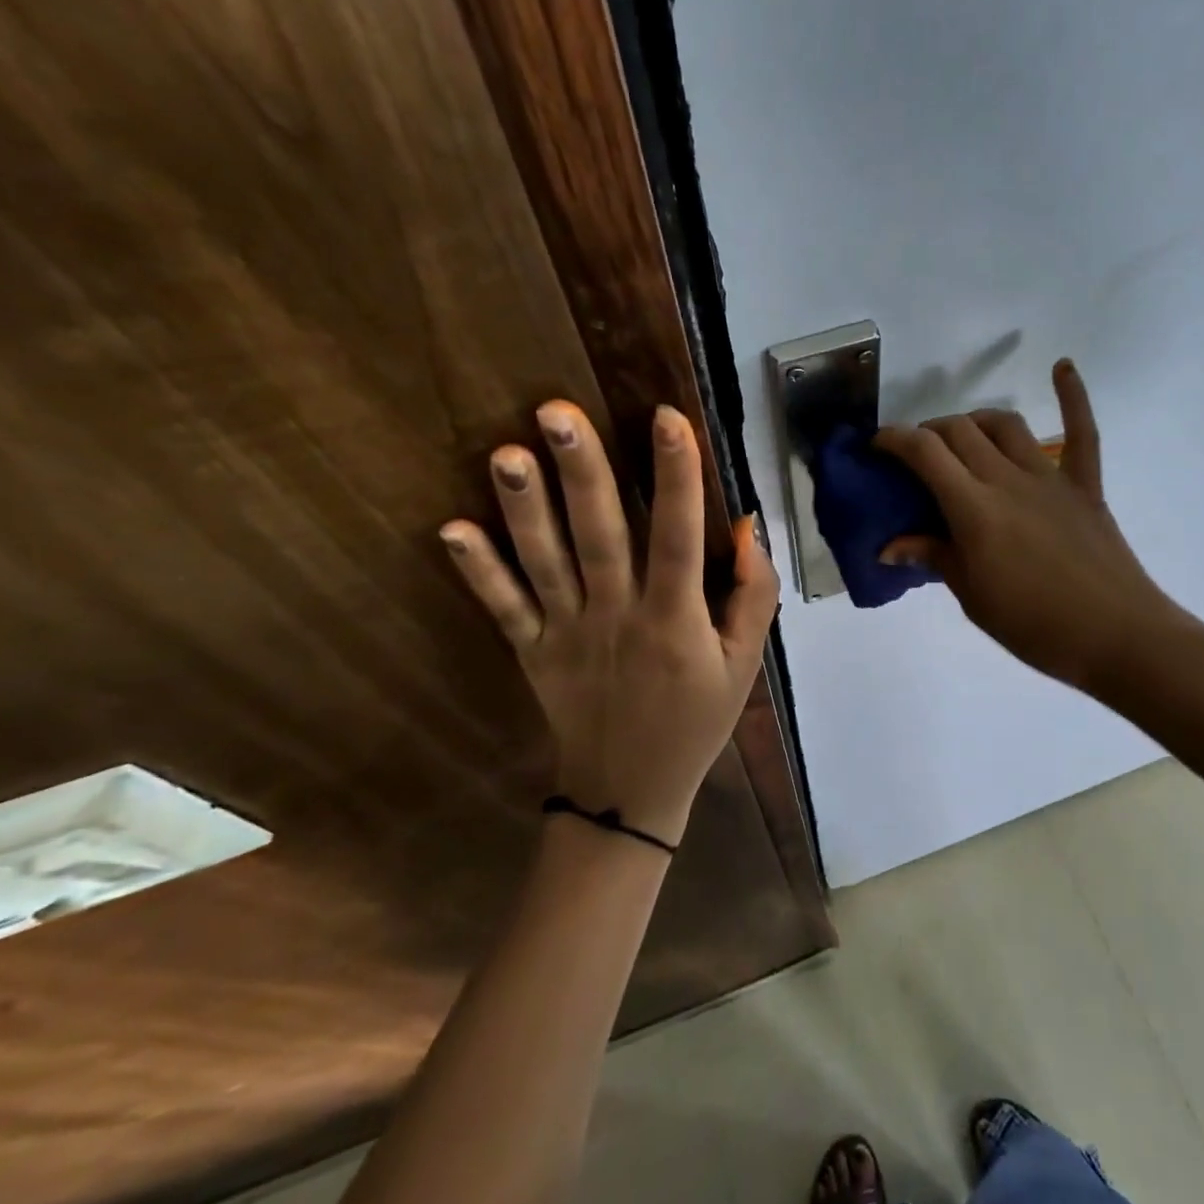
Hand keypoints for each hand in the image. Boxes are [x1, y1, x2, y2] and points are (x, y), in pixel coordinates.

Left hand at [439, 401, 779, 848]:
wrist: (630, 792)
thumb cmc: (697, 720)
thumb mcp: (744, 664)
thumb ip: (753, 595)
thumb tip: (747, 527)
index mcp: (674, 619)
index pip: (677, 537)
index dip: (676, 477)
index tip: (667, 417)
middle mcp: (617, 616)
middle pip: (599, 536)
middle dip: (581, 472)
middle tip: (556, 412)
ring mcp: (567, 633)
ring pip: (544, 562)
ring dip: (524, 508)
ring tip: (506, 453)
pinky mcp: (533, 650)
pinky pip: (503, 607)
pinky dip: (478, 570)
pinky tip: (450, 529)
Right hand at [874, 359, 1190, 694]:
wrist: (1116, 637)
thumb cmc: (1034, 625)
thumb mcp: (972, 596)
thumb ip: (933, 557)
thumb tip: (888, 546)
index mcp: (974, 509)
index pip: (925, 453)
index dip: (894, 439)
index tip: (877, 445)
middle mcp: (1007, 479)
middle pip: (959, 431)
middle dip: (929, 432)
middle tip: (916, 455)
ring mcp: (1050, 477)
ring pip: (1004, 425)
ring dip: (975, 421)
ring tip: (962, 437)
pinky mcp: (1084, 485)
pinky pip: (1082, 431)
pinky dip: (1073, 395)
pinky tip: (1062, 366)